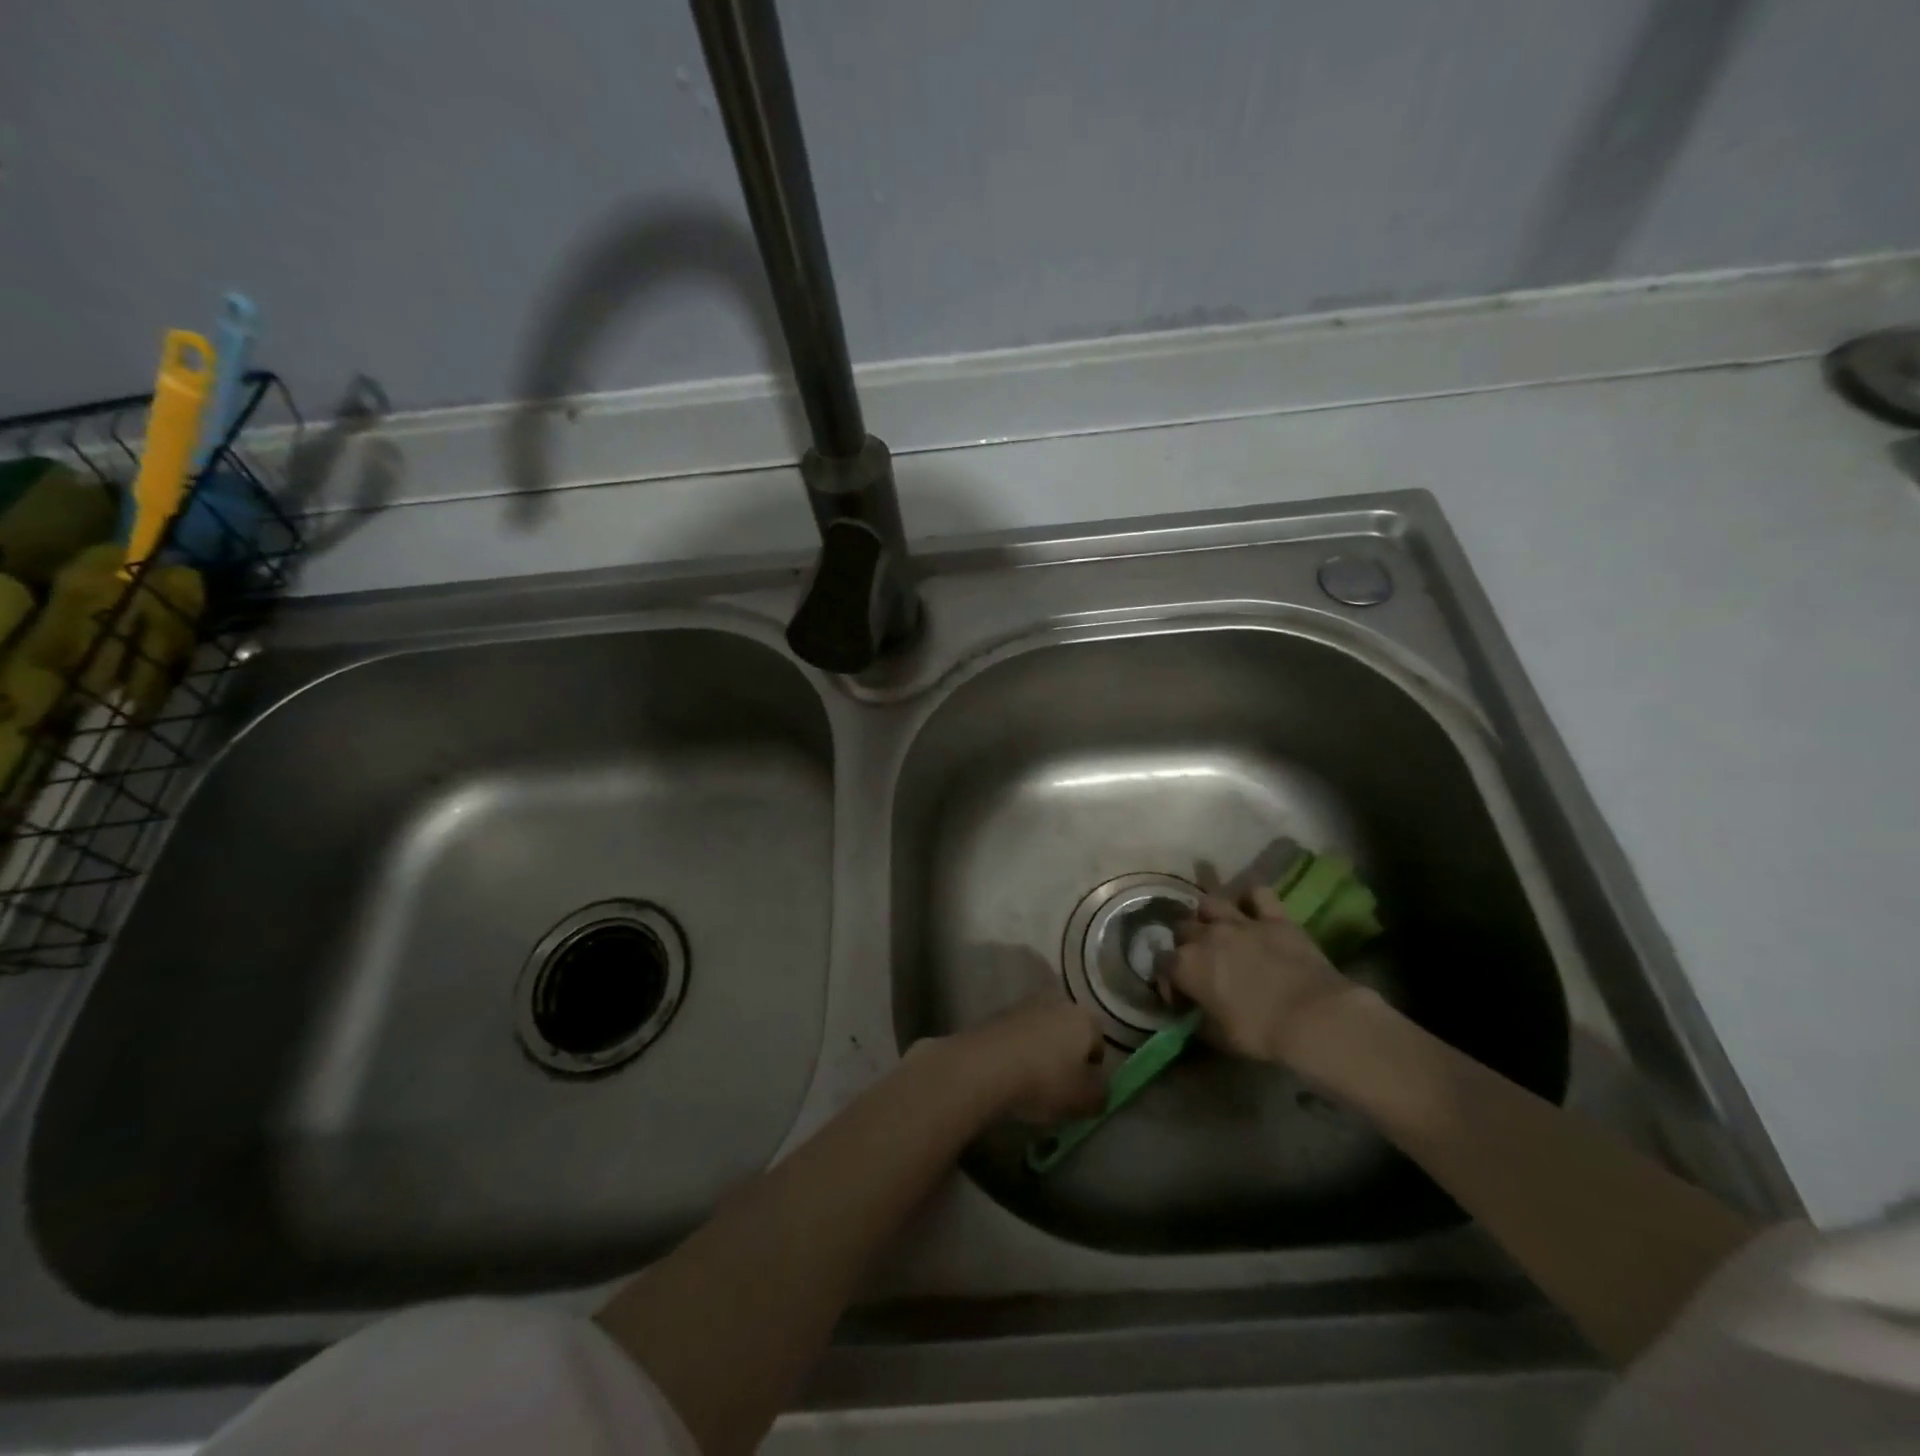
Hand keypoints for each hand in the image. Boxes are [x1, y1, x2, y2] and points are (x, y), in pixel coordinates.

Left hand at [945, 998, 1107, 1123]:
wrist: (985, 1066)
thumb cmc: (1045, 1081)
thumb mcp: (1085, 1100)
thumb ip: (1101, 1094)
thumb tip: (1098, 1088)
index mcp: (1084, 1018)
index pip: (1099, 1042)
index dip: (1094, 1070)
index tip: (1082, 1093)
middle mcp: (1056, 1002)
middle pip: (1069, 1033)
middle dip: (1066, 1056)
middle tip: (1058, 1088)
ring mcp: (1024, 1005)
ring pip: (1042, 1033)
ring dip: (1040, 1053)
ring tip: (1030, 1083)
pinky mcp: (997, 1015)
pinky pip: (1017, 1036)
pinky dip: (1017, 1052)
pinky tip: (1009, 1075)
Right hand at [1163, 887, 1353, 1063]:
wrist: (1314, 1018)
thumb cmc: (1261, 1034)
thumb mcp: (1220, 1037)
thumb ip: (1199, 1021)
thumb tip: (1193, 1017)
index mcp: (1186, 966)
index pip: (1162, 964)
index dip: (1169, 981)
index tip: (1183, 997)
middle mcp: (1207, 936)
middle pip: (1183, 929)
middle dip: (1187, 945)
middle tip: (1202, 965)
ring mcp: (1240, 922)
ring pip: (1210, 903)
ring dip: (1210, 916)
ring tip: (1220, 931)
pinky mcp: (1274, 917)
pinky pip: (1257, 894)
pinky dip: (1252, 900)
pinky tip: (1253, 911)